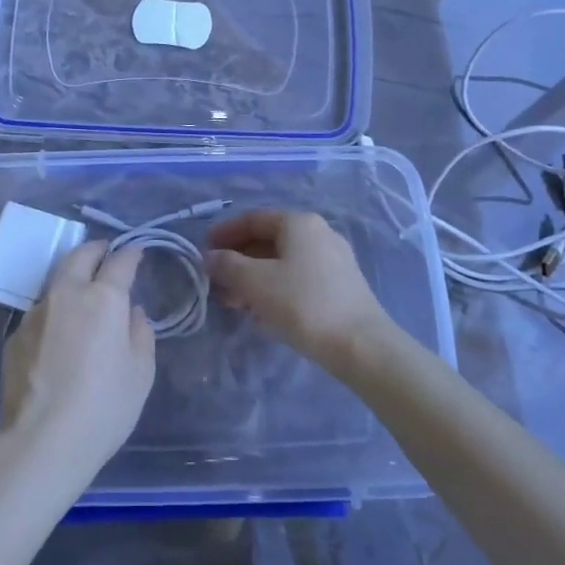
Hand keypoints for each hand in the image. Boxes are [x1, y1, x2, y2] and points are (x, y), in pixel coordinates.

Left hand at [0, 242, 155, 483]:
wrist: (42, 441)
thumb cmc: (104, 406)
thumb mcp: (140, 372)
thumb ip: (140, 333)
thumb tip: (131, 313)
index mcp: (103, 298)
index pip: (120, 262)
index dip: (131, 254)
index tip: (136, 252)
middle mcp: (66, 295)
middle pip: (79, 256)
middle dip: (95, 249)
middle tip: (105, 252)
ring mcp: (35, 314)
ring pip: (56, 283)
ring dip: (71, 281)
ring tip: (81, 296)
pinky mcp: (15, 336)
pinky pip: (40, 313)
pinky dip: (54, 313)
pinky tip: (58, 336)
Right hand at [207, 210, 395, 372]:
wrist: (361, 345)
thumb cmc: (303, 304)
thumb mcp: (256, 283)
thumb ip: (227, 266)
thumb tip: (210, 257)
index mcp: (299, 223)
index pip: (253, 218)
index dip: (225, 233)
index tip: (203, 251)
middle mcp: (318, 234)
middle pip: (268, 240)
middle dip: (238, 260)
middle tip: (215, 282)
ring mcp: (332, 260)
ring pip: (282, 262)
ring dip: (253, 278)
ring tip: (232, 303)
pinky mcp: (340, 286)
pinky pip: (297, 278)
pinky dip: (274, 289)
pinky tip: (260, 313)